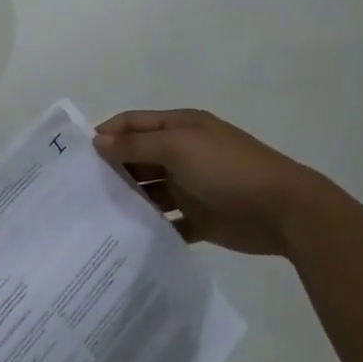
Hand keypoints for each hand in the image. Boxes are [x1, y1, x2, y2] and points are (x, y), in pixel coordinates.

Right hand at [95, 109, 335, 256]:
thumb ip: (137, 145)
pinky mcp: (201, 219)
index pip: (133, 124)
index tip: (78, 156)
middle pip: (139, 158)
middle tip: (80, 190)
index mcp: (180, 128)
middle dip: (113, 169)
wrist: (284, 210)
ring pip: (151, 192)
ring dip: (130, 200)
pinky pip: (169, 223)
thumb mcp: (179, 148)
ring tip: (97, 216)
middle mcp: (183, 154)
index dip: (106, 134)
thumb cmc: (228, 169)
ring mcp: (192, 187)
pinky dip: (152, 228)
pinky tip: (128, 238)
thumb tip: (98, 141)